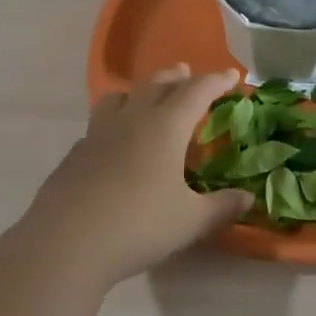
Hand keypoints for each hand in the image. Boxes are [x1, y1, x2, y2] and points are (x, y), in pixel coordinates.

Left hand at [14, 65, 252, 288]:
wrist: (67, 241)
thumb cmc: (139, 225)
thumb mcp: (190, 221)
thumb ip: (222, 207)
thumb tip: (248, 197)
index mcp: (165, 126)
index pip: (196, 91)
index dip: (216, 81)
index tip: (232, 76)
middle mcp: (131, 119)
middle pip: (156, 84)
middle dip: (177, 77)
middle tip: (188, 73)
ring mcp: (98, 133)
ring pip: (119, 97)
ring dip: (138, 91)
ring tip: (145, 98)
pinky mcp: (76, 152)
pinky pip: (99, 123)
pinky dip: (114, 121)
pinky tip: (115, 143)